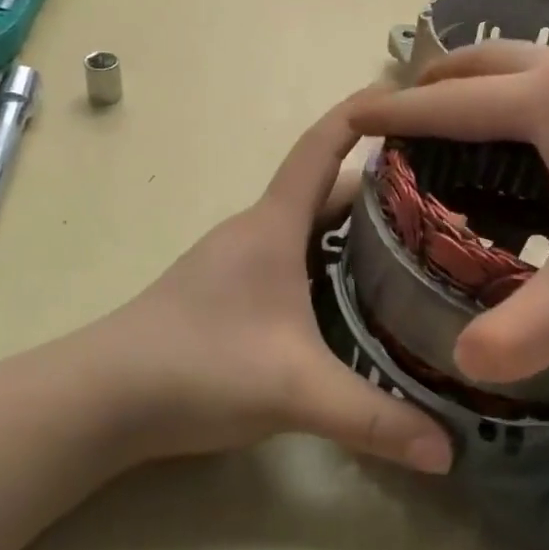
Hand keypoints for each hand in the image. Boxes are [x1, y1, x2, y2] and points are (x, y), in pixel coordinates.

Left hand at [95, 98, 452, 473]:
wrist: (100, 399)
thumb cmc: (199, 366)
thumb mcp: (296, 391)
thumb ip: (374, 420)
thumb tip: (448, 451)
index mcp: (273, 225)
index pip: (322, 147)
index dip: (362, 115)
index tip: (408, 98)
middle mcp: (255, 231)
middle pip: (325, 189)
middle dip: (380, 186)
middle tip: (443, 199)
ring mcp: (236, 261)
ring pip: (307, 226)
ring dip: (353, 227)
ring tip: (414, 247)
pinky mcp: (227, 292)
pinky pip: (291, 256)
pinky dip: (328, 260)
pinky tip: (352, 297)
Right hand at [346, 43, 548, 382]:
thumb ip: (522, 334)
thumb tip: (463, 366)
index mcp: (547, 103)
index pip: (444, 104)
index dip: (389, 112)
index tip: (345, 116)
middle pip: (479, 63)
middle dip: (431, 87)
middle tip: (401, 124)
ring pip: (524, 65)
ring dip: (481, 87)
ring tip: (460, 132)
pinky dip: (523, 100)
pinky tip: (539, 149)